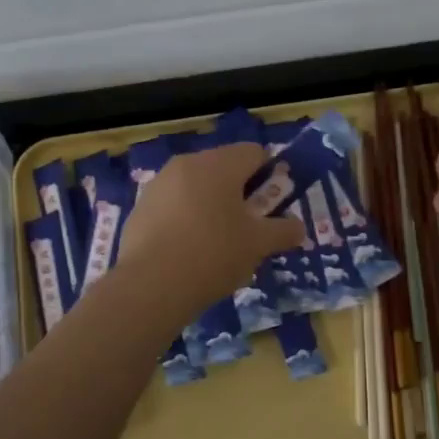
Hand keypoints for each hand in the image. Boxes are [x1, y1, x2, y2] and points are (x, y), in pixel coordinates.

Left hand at [118, 144, 306, 314]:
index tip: (272, 205)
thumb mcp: (258, 245)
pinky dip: (186, 219)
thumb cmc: (213, 255)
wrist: (150, 286)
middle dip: (240, 192)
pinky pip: (173, 205)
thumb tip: (298, 227)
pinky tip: (188, 251)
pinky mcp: (140, 207)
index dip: (269, 175)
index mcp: (219, 165)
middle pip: (223, 168)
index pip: (254, 152)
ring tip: (218, 243)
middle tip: (249, 227)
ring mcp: (159, 184)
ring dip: (212, 205)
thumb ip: (283, 231)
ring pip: (196, 186)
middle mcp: (187, 164)